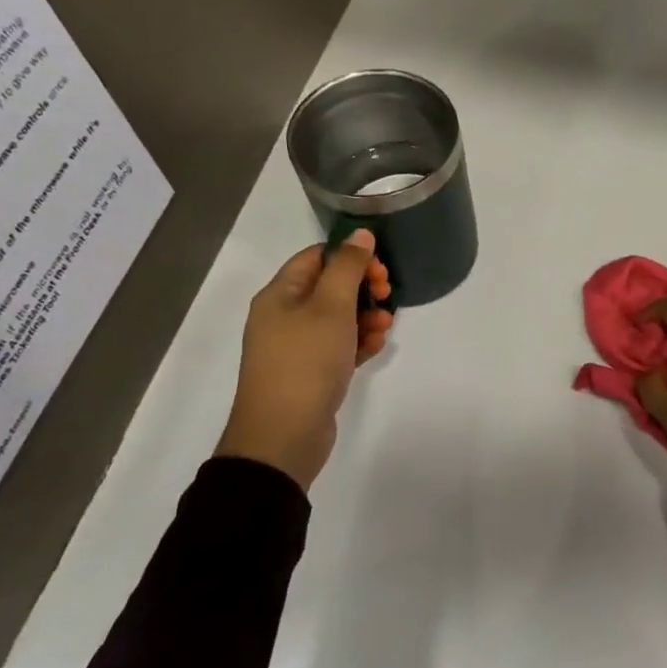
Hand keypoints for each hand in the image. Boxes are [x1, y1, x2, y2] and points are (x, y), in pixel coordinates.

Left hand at [215, 231, 392, 489]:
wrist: (284, 434)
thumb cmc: (306, 361)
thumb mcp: (331, 306)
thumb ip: (348, 267)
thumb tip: (360, 233)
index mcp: (280, 294)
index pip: (317, 257)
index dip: (350, 257)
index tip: (380, 269)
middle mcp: (284, 316)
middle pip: (330, 287)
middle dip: (363, 288)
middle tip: (386, 295)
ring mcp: (297, 346)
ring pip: (338, 318)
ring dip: (366, 316)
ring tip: (385, 327)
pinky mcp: (311, 372)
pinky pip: (339, 346)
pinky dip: (359, 342)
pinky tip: (376, 347)